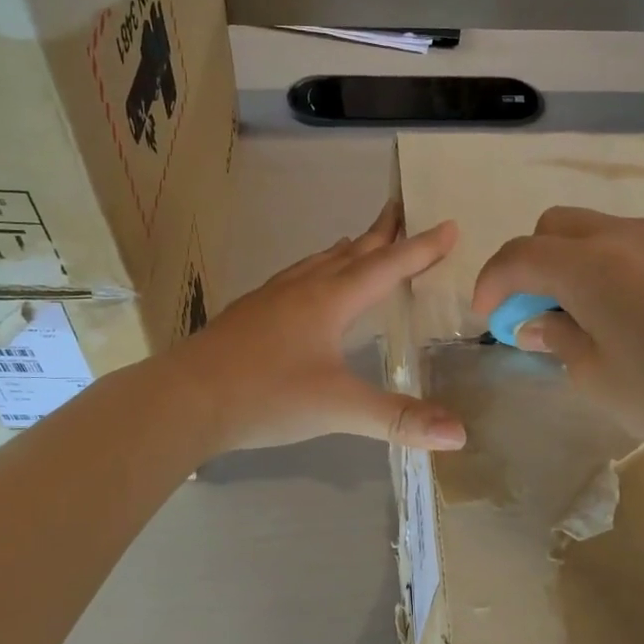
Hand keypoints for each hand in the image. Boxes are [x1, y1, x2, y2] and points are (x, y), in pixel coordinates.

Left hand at [174, 202, 468, 453]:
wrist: (183, 399)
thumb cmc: (266, 396)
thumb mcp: (338, 408)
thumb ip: (398, 419)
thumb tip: (460, 435)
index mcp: (330, 300)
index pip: (387, 267)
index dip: (421, 248)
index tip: (448, 225)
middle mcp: (303, 289)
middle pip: (352, 253)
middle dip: (383, 233)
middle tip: (403, 208)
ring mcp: (270, 299)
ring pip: (318, 263)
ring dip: (347, 250)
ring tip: (361, 242)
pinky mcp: (248, 314)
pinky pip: (294, 279)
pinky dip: (316, 271)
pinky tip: (305, 288)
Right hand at [471, 207, 643, 464]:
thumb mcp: (595, 376)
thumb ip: (556, 338)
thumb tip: (535, 323)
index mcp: (590, 264)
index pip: (520, 256)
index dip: (492, 283)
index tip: (486, 317)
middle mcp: (623, 236)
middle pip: (553, 226)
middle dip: (529, 262)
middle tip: (532, 310)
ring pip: (592, 230)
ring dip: (567, 260)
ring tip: (576, 313)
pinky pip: (627, 244)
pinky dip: (603, 264)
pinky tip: (619, 311)